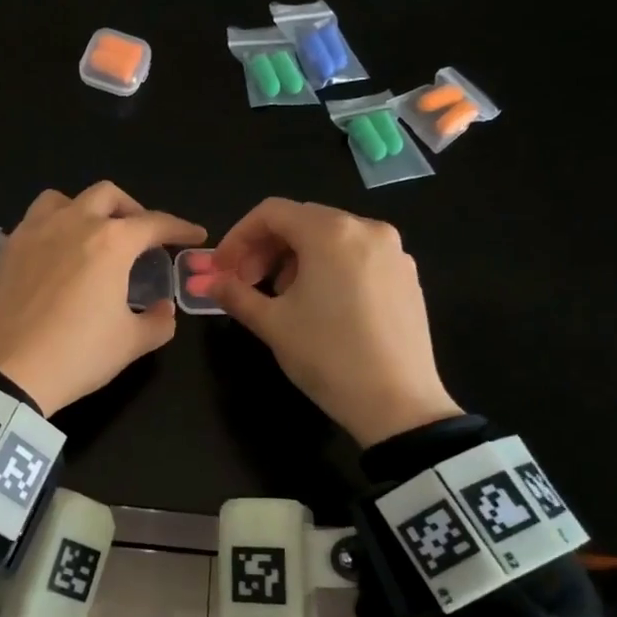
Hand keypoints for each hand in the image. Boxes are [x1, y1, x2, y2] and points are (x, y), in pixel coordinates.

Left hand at [0, 182, 206, 415]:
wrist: (2, 372)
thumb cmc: (76, 355)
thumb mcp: (130, 344)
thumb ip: (158, 322)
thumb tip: (162, 308)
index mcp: (110, 242)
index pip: (154, 223)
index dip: (180, 228)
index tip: (195, 235)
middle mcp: (72, 223)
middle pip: (107, 196)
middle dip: (132, 210)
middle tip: (140, 236)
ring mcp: (32, 232)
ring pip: (64, 199)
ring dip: (86, 209)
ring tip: (92, 236)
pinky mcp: (5, 249)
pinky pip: (33, 222)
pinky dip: (52, 228)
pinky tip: (55, 256)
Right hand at [208, 198, 461, 445]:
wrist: (398, 403)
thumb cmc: (327, 357)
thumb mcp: (272, 324)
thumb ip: (235, 294)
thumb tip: (208, 282)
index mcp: (331, 233)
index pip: (271, 213)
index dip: (237, 237)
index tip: (221, 270)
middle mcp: (367, 229)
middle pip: (302, 221)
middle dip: (265, 248)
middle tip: (245, 283)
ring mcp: (393, 252)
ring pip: (330, 238)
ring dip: (295, 259)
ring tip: (281, 298)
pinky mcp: (407, 276)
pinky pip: (357, 256)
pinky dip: (328, 268)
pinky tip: (320, 306)